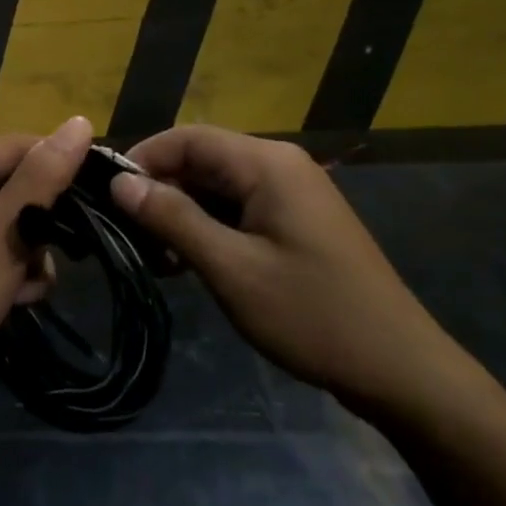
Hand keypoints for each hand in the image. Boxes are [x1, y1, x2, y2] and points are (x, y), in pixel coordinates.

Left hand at [0, 116, 92, 403]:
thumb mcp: (5, 229)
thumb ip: (43, 176)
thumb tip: (81, 122)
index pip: (21, 147)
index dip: (58, 170)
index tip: (95, 197)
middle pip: (23, 184)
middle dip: (40, 226)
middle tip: (44, 254)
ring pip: (24, 220)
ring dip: (33, 254)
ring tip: (23, 283)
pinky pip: (12, 245)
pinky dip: (21, 271)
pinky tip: (16, 297)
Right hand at [112, 126, 479, 415]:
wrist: (398, 368)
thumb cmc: (311, 314)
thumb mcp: (231, 268)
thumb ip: (173, 218)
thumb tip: (121, 183)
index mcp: (266, 163)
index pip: (187, 137)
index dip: (142, 160)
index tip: (107, 198)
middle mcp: (279, 165)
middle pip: (201, 159)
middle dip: (160, 191)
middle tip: (128, 236)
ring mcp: (291, 192)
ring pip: (216, 185)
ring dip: (181, 214)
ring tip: (155, 257)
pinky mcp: (296, 220)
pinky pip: (238, 207)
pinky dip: (208, 227)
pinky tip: (188, 263)